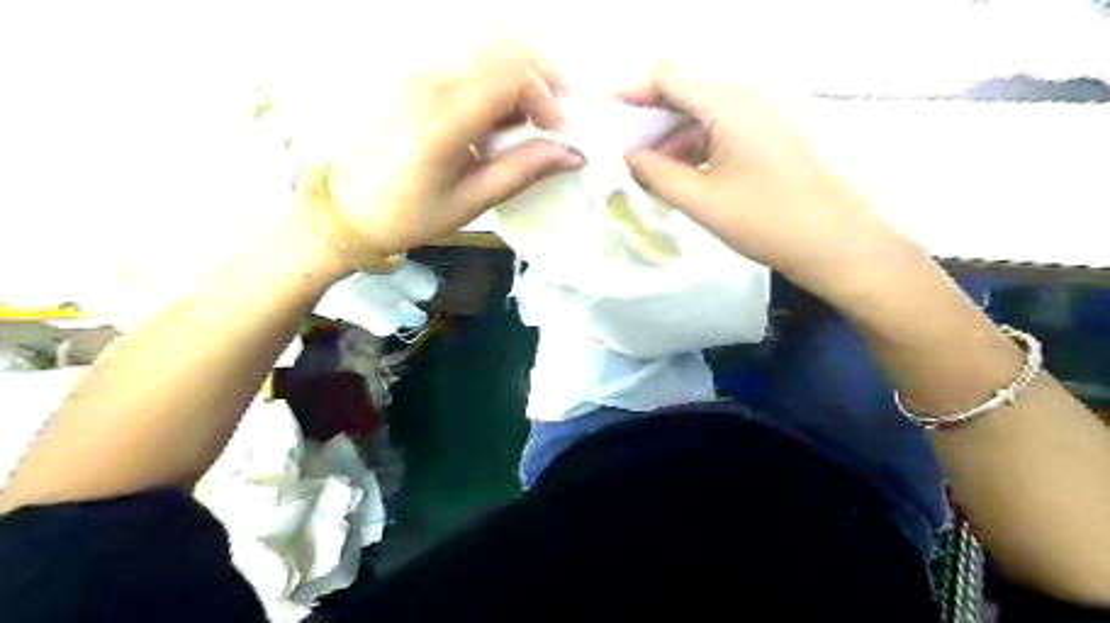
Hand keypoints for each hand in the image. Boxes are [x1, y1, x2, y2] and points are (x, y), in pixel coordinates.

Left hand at [315, 37, 580, 262]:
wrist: (348, 208)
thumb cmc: (410, 213)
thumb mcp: (472, 201)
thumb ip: (523, 171)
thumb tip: (571, 155)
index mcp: (447, 115)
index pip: (514, 75)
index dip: (547, 100)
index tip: (558, 134)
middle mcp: (434, 79)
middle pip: (506, 46)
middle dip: (543, 76)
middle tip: (556, 114)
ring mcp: (421, 72)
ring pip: (488, 46)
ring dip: (521, 74)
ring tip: (528, 119)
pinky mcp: (416, 76)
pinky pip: (469, 59)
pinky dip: (497, 77)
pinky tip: (498, 116)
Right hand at [620, 60, 914, 298]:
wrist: (837, 243)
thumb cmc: (765, 219)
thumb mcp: (700, 200)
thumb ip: (656, 173)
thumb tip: (628, 156)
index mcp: (728, 102)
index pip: (668, 77)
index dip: (633, 93)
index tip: (607, 118)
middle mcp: (747, 98)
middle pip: (686, 94)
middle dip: (651, 122)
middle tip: (627, 157)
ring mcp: (764, 117)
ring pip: (704, 116)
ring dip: (674, 140)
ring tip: (653, 176)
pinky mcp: (772, 137)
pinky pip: (723, 132)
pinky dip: (698, 150)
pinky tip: (685, 178)